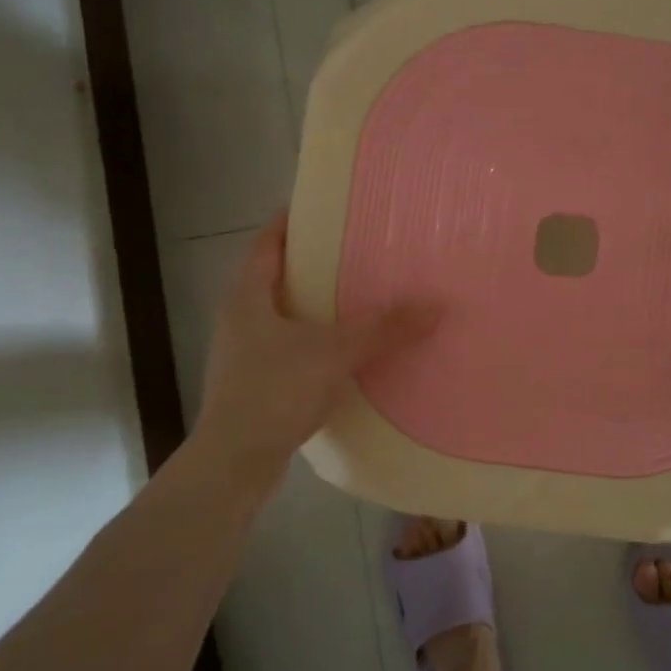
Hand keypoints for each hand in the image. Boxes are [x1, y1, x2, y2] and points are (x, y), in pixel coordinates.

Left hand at [191, 211, 434, 473]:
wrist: (234, 463)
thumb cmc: (275, 391)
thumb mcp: (335, 353)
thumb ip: (384, 328)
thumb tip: (437, 305)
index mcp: (247, 295)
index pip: (267, 241)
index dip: (292, 220)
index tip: (327, 207)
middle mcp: (239, 316)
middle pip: (275, 274)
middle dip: (313, 261)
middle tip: (356, 248)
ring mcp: (243, 352)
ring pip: (282, 312)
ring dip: (314, 302)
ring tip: (357, 294)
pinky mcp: (254, 382)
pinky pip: (288, 345)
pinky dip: (314, 338)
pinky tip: (345, 347)